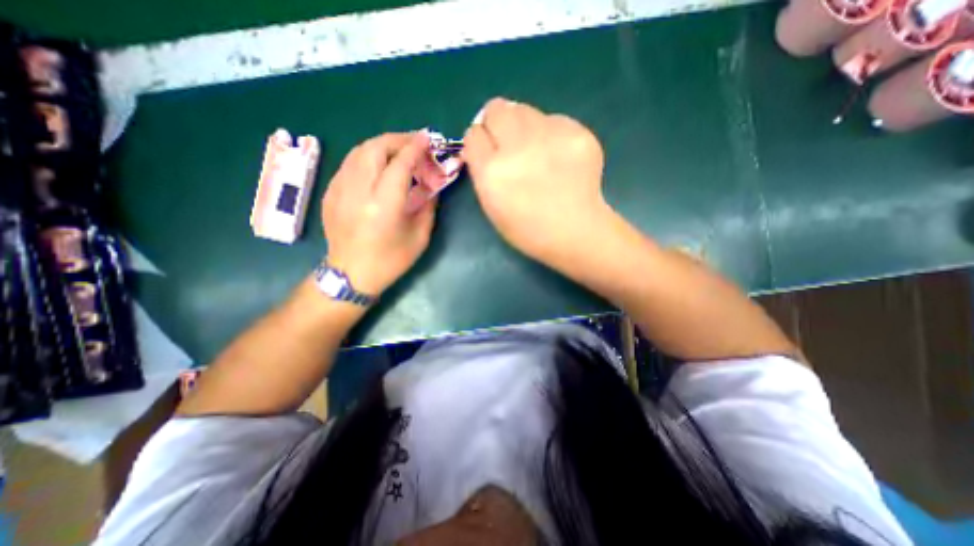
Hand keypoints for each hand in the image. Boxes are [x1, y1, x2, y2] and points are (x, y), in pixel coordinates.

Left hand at [323, 131, 435, 294]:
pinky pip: (350, 164)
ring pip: (358, 151)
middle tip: (414, 142)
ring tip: (398, 150)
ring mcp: (339, 190)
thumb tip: (431, 184)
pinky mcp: (330, 192)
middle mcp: (358, 192)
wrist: (351, 274)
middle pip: (374, 148)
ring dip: (381, 145)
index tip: (427, 139)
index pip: (399, 164)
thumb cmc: (391, 260)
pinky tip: (378, 165)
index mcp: (383, 205)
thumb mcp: (419, 237)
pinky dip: (367, 157)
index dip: (415, 148)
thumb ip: (428, 206)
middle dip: (397, 139)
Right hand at [461, 97, 610, 265]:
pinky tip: (560, 158)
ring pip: (525, 110)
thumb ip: (483, 171)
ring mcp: (550, 137)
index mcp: (492, 172)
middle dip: (497, 123)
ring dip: (524, 127)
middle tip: (510, 143)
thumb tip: (484, 143)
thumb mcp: (492, 206)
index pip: (474, 134)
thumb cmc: (528, 229)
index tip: (488, 151)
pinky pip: (554, 120)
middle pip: (496, 108)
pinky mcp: (577, 132)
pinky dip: (551, 134)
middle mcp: (517, 148)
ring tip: (537, 152)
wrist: (575, 232)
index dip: (480, 142)